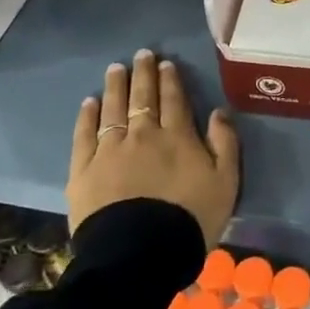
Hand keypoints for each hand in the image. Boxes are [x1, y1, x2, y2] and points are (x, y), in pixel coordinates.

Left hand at [69, 50, 239, 247]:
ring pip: (113, 109)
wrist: (140, 254)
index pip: (174, 100)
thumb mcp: (225, 182)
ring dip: (115, 86)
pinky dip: (87, 116)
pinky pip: (84, 135)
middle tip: (141, 54)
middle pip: (142, 97)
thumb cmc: (190, 219)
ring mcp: (110, 150)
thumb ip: (225, 143)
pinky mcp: (83, 170)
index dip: (170, 80)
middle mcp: (143, 135)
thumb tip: (219, 111)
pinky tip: (89, 102)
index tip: (166, 63)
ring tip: (115, 68)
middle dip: (143, 74)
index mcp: (178, 137)